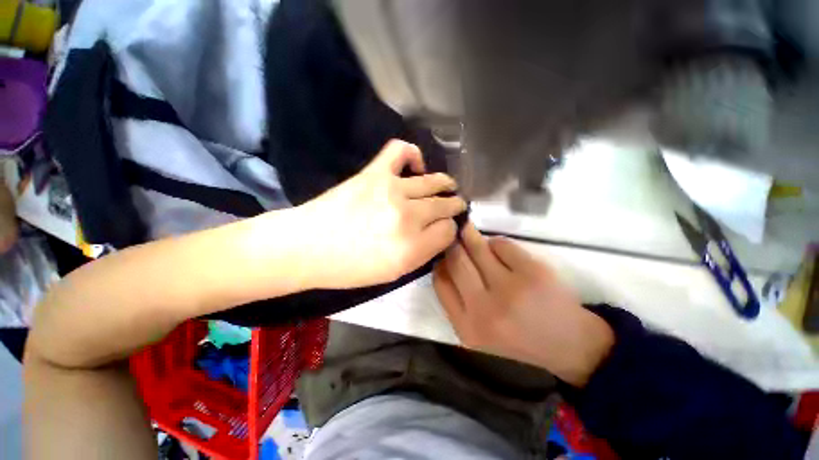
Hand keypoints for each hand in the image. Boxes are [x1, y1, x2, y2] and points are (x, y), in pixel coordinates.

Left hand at [294, 140, 465, 289]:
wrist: (308, 247)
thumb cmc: (349, 268)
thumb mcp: (392, 274)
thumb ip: (422, 253)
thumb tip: (440, 232)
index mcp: (411, 249)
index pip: (448, 231)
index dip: (449, 230)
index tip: (444, 229)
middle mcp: (407, 218)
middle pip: (444, 206)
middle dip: (454, 206)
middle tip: (456, 205)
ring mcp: (392, 191)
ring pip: (433, 182)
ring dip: (445, 185)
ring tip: (448, 186)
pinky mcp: (374, 173)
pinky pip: (401, 152)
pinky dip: (413, 154)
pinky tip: (416, 166)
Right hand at [433, 223, 613, 386]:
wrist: (568, 344)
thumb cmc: (516, 337)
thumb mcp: (477, 330)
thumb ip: (456, 299)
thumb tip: (443, 260)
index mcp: (467, 328)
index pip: (440, 282)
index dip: (439, 262)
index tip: (443, 253)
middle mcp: (485, 310)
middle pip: (457, 261)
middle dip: (453, 244)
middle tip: (453, 233)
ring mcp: (511, 290)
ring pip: (479, 248)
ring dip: (471, 237)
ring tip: (468, 231)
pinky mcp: (534, 273)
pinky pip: (502, 244)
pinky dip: (497, 243)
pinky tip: (499, 249)